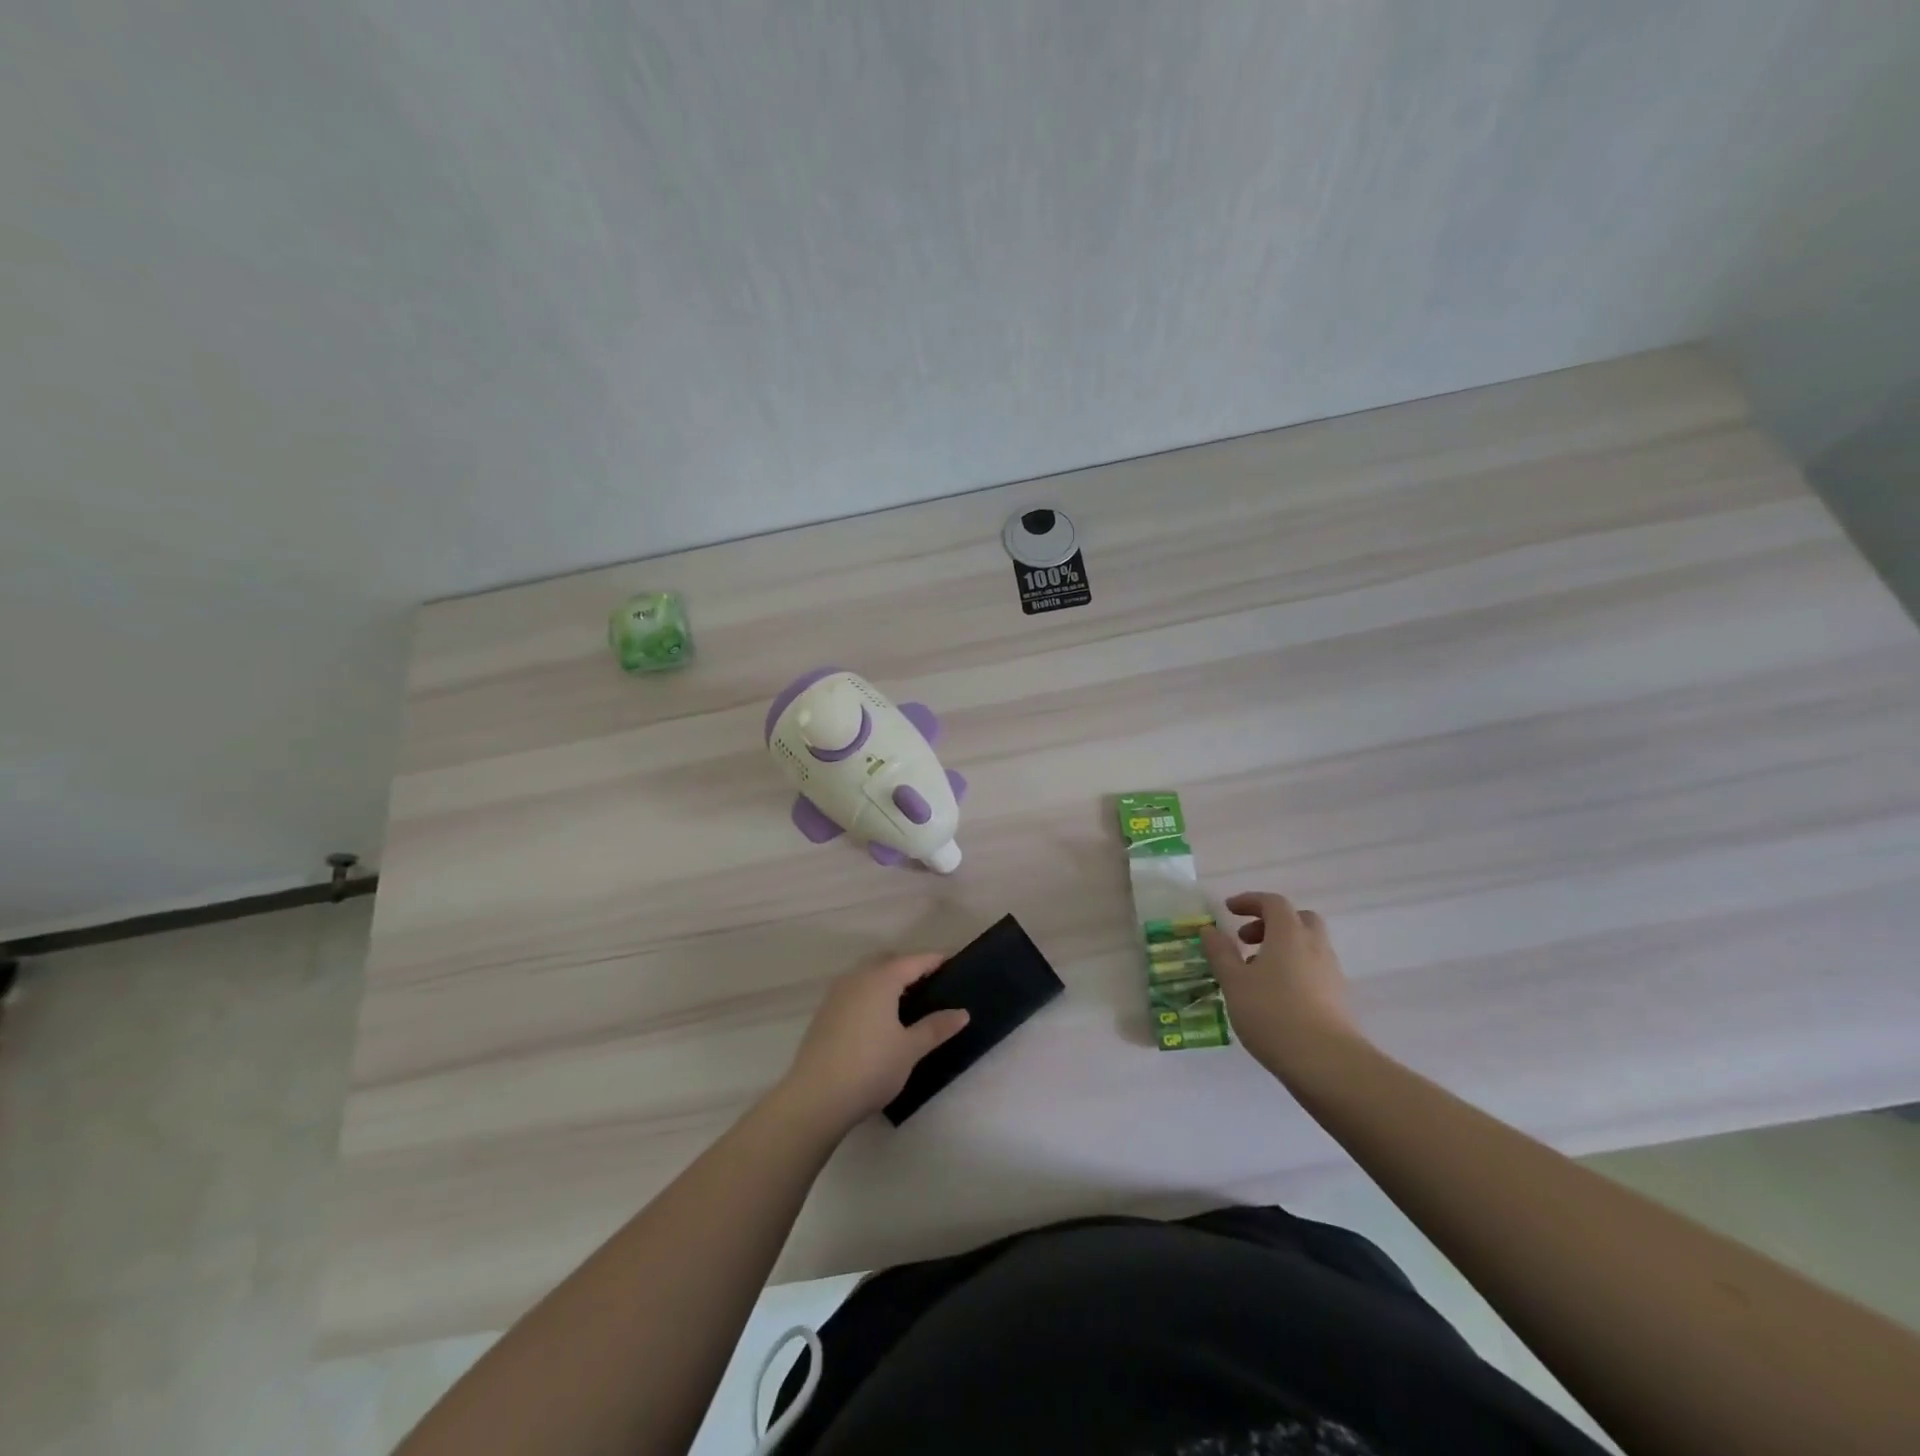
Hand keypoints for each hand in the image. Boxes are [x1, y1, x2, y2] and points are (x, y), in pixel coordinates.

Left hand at [779, 954, 969, 1134]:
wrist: (816, 1098)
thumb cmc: (871, 1067)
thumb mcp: (910, 1049)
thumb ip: (936, 1027)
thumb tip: (962, 1013)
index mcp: (881, 979)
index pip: (914, 961)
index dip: (934, 960)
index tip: (951, 962)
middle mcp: (856, 978)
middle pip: (887, 961)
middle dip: (908, 966)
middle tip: (929, 983)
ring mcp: (836, 995)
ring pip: (867, 975)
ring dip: (886, 979)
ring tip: (906, 1002)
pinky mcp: (824, 1014)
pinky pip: (854, 991)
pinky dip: (870, 994)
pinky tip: (878, 1019)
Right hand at [1201, 892, 1360, 1077]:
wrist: (1326, 1062)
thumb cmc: (1272, 1013)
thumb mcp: (1234, 982)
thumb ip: (1220, 952)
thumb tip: (1209, 929)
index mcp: (1289, 933)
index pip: (1272, 902)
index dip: (1249, 901)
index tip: (1228, 910)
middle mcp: (1314, 945)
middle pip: (1298, 919)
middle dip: (1271, 922)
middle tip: (1246, 939)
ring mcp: (1331, 972)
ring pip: (1307, 945)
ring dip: (1282, 947)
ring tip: (1255, 972)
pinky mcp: (1338, 998)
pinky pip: (1314, 969)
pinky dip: (1293, 969)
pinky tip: (1275, 995)